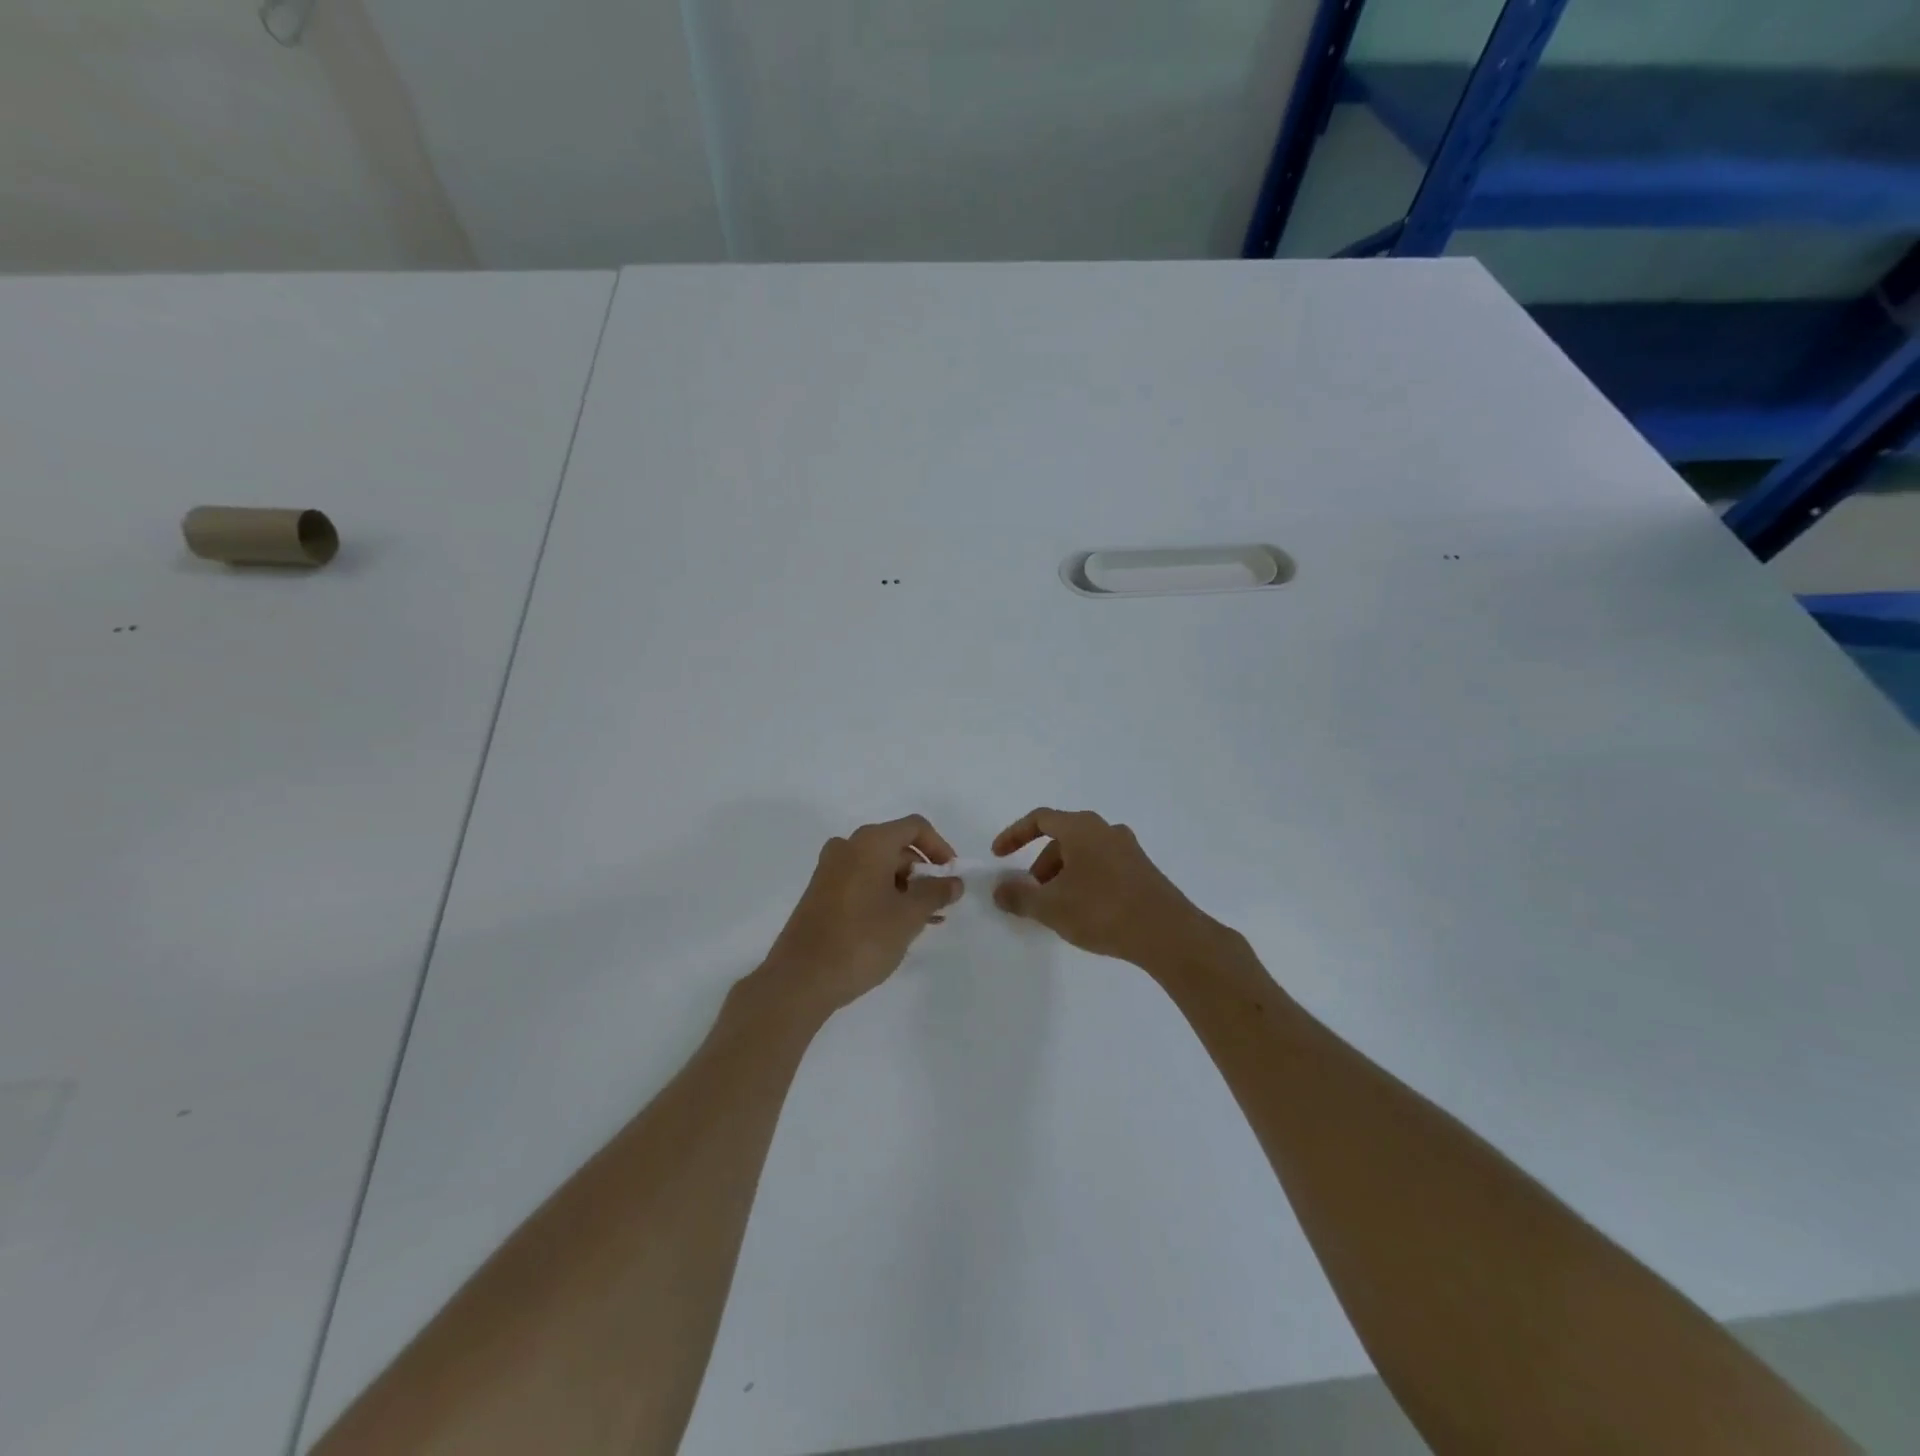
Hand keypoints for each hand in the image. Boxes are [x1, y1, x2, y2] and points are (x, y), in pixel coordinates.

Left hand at [759, 815, 963, 1014]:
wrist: (801, 978)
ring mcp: (830, 870)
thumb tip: (953, 881)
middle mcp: (847, 847)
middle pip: (896, 847)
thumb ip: (936, 893)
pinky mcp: (820, 893)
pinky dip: (883, 896)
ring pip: (878, 868)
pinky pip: (861, 882)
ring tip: (923, 921)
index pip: (915, 827)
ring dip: (905, 889)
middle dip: (922, 873)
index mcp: (870, 842)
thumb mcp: (909, 916)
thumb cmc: (862, 939)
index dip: (940, 847)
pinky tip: (896, 927)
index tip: (952, 876)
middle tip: (940, 905)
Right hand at [991, 808, 1222, 970]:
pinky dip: (1085, 881)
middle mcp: (1106, 830)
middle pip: (1063, 838)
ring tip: (1057, 908)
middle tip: (1031, 892)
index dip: (1015, 835)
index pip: (1040, 819)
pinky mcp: (1143, 871)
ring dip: (1063, 875)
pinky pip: (1103, 867)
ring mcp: (1129, 849)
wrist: (1167, 934)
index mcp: (1082, 828)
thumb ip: (1019, 896)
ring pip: (1084, 854)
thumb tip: (999, 890)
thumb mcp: (1051, 907)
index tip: (999, 856)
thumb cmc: (1102, 911)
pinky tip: (1085, 912)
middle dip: (1040, 864)